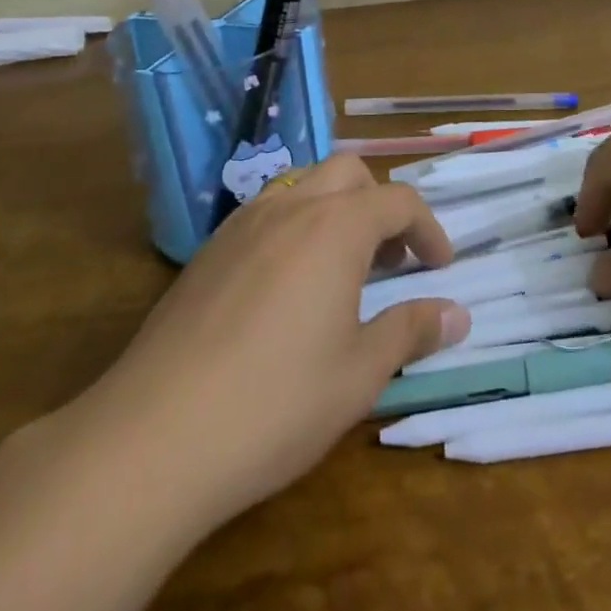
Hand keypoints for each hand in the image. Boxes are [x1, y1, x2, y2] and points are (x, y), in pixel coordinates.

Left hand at [64, 155, 469, 529]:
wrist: (153, 437)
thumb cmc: (276, 403)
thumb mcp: (359, 374)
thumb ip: (410, 331)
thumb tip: (457, 313)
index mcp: (336, 227)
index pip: (398, 201)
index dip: (428, 229)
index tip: (440, 267)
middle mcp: (291, 208)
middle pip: (349, 174)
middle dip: (380, 205)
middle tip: (391, 260)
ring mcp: (242, 225)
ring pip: (303, 186)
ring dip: (335, 211)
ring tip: (341, 270)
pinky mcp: (208, 251)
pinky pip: (266, 214)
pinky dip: (294, 228)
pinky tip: (286, 288)